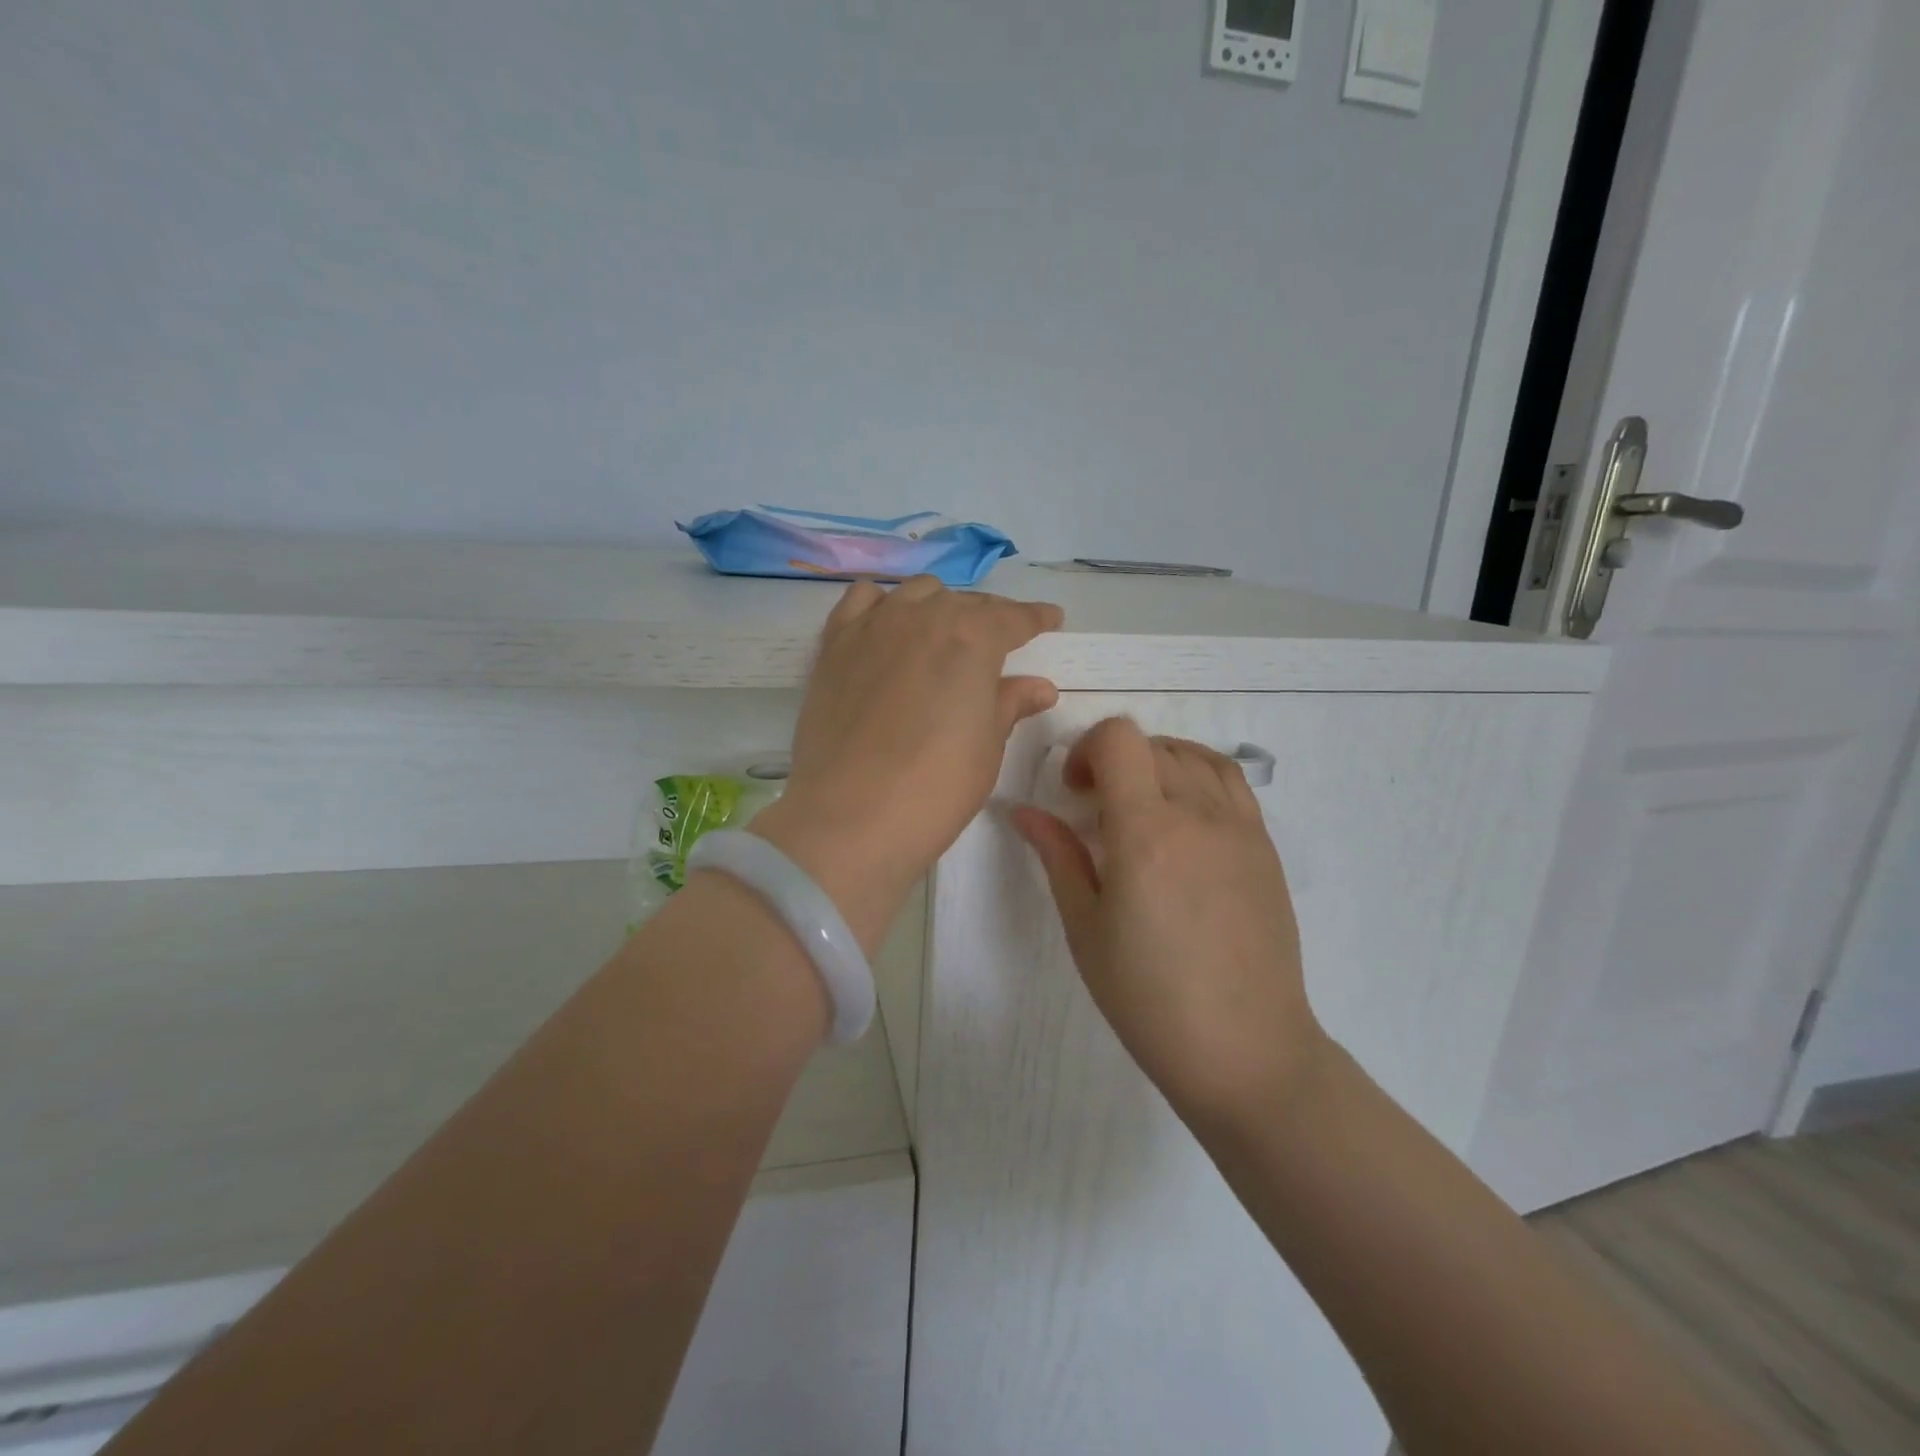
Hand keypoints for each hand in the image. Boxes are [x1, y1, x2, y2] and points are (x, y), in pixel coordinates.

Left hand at [752, 576, 1062, 948]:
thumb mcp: (987, 748)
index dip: (1035, 617)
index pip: (1013, 617)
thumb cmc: (936, 787)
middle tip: (999, 643)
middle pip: (964, 601)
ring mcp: (873, 626)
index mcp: (972, 638)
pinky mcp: (834, 645)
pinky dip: (882, 604)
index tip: (1051, 619)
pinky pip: (861, 601)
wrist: (851, 816)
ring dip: (938, 606)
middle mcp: (923, 617)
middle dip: (988, 617)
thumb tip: (1038, 687)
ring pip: (914, 594)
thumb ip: (1010, 704)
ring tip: (944, 633)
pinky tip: (888, 625)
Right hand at [1011, 717, 1325, 1128]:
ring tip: (1141, 808)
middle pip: (1152, 746)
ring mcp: (1240, 828)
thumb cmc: (1149, 997)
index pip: (1119, 739)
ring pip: (1194, 757)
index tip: (1074, 793)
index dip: (1086, 749)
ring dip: (1157, 764)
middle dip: (1114, 762)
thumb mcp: (1086, 928)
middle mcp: (1198, 814)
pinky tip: (1183, 819)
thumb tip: (1023, 811)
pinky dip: (1198, 777)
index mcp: (1145, 831)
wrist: (1244, 1048)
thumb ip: (1058, 857)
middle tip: (1097, 813)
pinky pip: (1232, 783)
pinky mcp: (1265, 847)